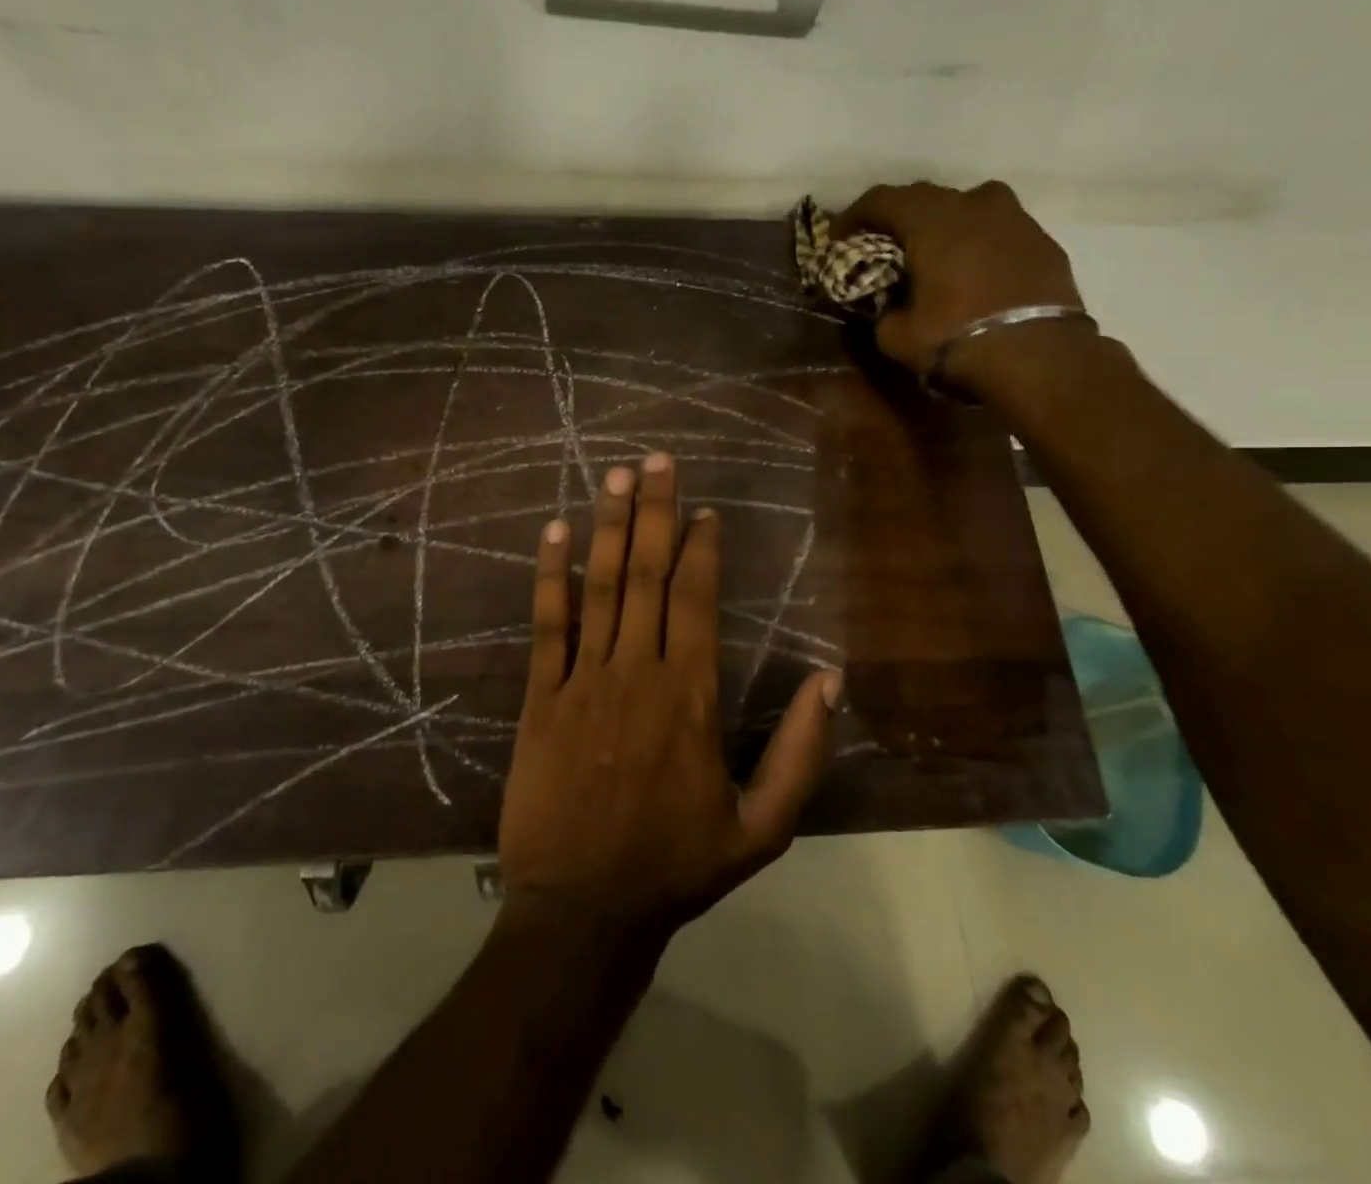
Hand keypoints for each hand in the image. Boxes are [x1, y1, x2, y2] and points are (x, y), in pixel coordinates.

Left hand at [497, 454, 841, 937]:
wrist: (583, 911)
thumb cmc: (677, 866)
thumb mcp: (763, 828)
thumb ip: (801, 753)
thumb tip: (830, 679)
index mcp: (690, 696)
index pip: (697, 600)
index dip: (701, 548)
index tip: (705, 508)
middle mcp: (637, 672)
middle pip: (648, 575)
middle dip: (656, 512)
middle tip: (656, 459)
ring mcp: (583, 681)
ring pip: (599, 587)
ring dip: (609, 526)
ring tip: (615, 475)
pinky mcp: (540, 698)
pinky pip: (546, 625)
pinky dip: (550, 575)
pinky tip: (553, 532)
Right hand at [834, 181, 1090, 394]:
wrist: (1040, 358)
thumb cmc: (959, 340)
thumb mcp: (899, 337)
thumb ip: (884, 313)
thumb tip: (887, 308)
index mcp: (932, 221)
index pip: (882, 199)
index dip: (854, 215)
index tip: (838, 237)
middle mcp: (974, 205)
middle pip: (925, 196)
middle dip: (898, 217)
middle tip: (883, 243)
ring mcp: (1015, 219)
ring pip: (970, 205)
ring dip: (945, 222)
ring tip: (935, 250)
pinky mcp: (1043, 241)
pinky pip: (1000, 230)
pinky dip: (980, 242)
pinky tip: (976, 271)